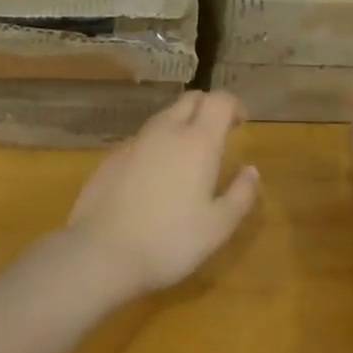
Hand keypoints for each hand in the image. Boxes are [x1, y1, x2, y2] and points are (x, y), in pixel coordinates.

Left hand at [60, 91, 259, 298]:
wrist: (101, 252)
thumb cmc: (170, 241)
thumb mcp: (218, 227)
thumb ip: (240, 194)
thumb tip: (250, 170)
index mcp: (197, 142)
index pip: (219, 100)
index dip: (234, 105)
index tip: (241, 123)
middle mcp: (165, 131)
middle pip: (190, 100)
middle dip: (207, 108)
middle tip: (218, 134)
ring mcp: (134, 142)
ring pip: (163, 118)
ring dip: (180, 126)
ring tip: (187, 158)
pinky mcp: (111, 157)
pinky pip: (141, 141)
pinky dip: (156, 147)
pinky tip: (154, 179)